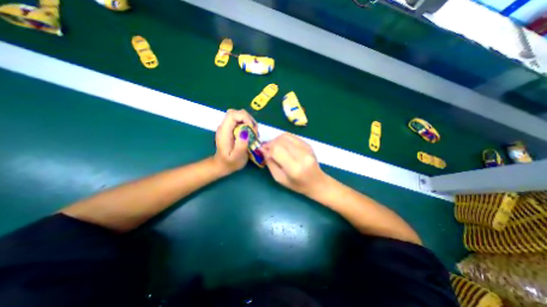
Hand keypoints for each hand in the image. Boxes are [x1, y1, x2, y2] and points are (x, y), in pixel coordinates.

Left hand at [212, 109, 257, 174]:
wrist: (222, 165)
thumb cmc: (230, 163)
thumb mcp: (237, 157)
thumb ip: (241, 145)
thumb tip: (245, 131)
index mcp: (224, 131)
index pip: (233, 114)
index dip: (245, 117)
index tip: (252, 128)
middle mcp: (224, 126)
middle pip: (237, 113)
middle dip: (248, 119)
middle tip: (254, 132)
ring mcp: (227, 127)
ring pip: (239, 116)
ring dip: (249, 122)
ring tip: (253, 134)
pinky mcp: (231, 129)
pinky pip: (240, 121)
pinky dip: (247, 125)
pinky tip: (250, 135)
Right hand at [259, 133, 323, 194]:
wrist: (317, 182)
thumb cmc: (297, 185)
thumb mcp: (280, 179)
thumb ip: (271, 164)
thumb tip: (263, 150)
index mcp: (294, 168)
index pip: (277, 150)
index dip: (267, 148)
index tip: (262, 149)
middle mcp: (302, 156)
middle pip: (281, 141)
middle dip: (270, 143)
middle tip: (266, 148)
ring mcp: (306, 148)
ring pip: (286, 136)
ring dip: (276, 140)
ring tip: (273, 146)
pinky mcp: (308, 144)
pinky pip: (292, 136)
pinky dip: (283, 138)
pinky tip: (281, 145)